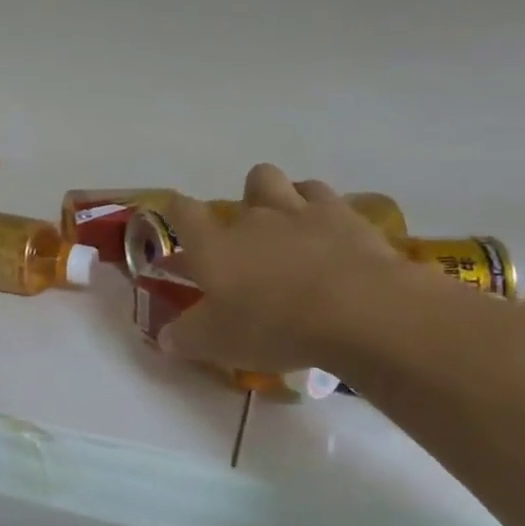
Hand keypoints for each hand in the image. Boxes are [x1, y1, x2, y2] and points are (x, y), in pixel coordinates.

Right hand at [160, 167, 407, 374]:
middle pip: (244, 187)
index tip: (178, 220)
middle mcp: (253, 217)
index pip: (183, 211)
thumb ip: (186, 337)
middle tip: (250, 240)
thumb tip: (166, 337)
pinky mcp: (346, 217)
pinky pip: (325, 197)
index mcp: (213, 245)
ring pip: (283, 181)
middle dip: (244, 205)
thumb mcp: (217, 344)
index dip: (176, 212)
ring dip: (281, 196)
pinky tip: (326, 233)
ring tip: (288, 225)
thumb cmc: (274, 326)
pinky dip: (321, 209)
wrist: (358, 311)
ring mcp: (301, 211)